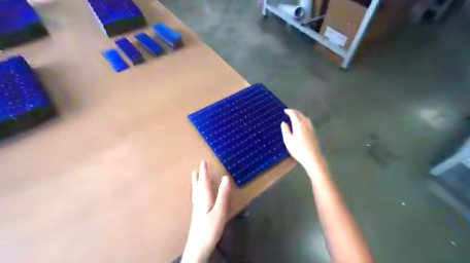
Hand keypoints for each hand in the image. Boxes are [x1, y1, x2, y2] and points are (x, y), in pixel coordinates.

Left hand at [181, 160, 229, 262]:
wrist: (198, 247)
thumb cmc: (209, 229)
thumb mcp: (219, 211)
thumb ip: (223, 195)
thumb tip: (226, 177)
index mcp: (204, 198)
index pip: (204, 181)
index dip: (204, 171)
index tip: (203, 161)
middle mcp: (198, 201)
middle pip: (198, 185)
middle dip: (199, 176)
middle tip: (197, 167)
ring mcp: (197, 208)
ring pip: (196, 191)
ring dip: (196, 182)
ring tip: (195, 177)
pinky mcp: (197, 214)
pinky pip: (196, 197)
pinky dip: (197, 191)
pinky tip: (198, 195)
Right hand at [281, 110, 325, 173]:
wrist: (313, 158)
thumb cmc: (298, 150)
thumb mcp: (288, 140)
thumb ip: (285, 130)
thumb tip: (283, 122)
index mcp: (299, 125)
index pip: (294, 114)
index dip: (289, 111)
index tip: (285, 110)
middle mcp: (306, 124)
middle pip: (301, 115)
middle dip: (295, 112)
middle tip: (289, 112)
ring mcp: (311, 128)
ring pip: (305, 118)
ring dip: (300, 115)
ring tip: (295, 117)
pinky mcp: (314, 133)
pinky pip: (308, 122)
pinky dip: (303, 119)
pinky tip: (301, 124)